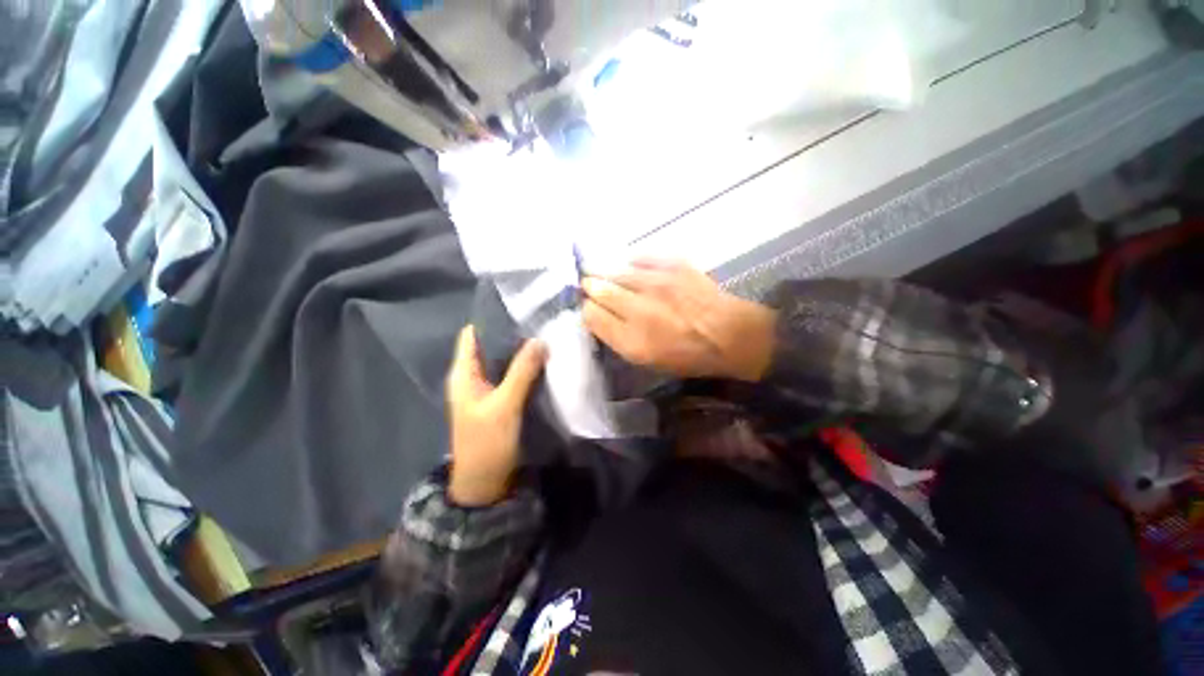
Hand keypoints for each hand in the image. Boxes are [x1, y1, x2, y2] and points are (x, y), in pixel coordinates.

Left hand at [445, 327, 546, 506]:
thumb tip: (540, 339)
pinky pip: (511, 374)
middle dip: (513, 333)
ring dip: (521, 350)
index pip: (473, 334)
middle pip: (490, 345)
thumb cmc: (487, 443)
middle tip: (541, 321)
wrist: (485, 483)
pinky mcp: (499, 398)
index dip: (492, 319)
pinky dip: (525, 366)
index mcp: (463, 373)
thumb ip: (521, 372)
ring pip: (503, 360)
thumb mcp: (505, 405)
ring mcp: (486, 388)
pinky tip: (543, 360)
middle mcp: (472, 376)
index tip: (521, 309)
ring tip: (546, 335)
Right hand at [581, 259, 775, 380]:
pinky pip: (639, 256)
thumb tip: (598, 316)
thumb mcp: (648, 360)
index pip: (591, 315)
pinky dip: (631, 262)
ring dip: (608, 273)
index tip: (591, 309)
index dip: (587, 310)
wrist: (728, 334)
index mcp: (632, 340)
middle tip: (591, 287)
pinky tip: (632, 267)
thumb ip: (618, 338)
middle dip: (592, 288)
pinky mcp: (672, 264)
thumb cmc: (687, 355)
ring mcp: (656, 283)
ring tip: (608, 275)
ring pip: (615, 270)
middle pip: (598, 289)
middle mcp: (639, 309)